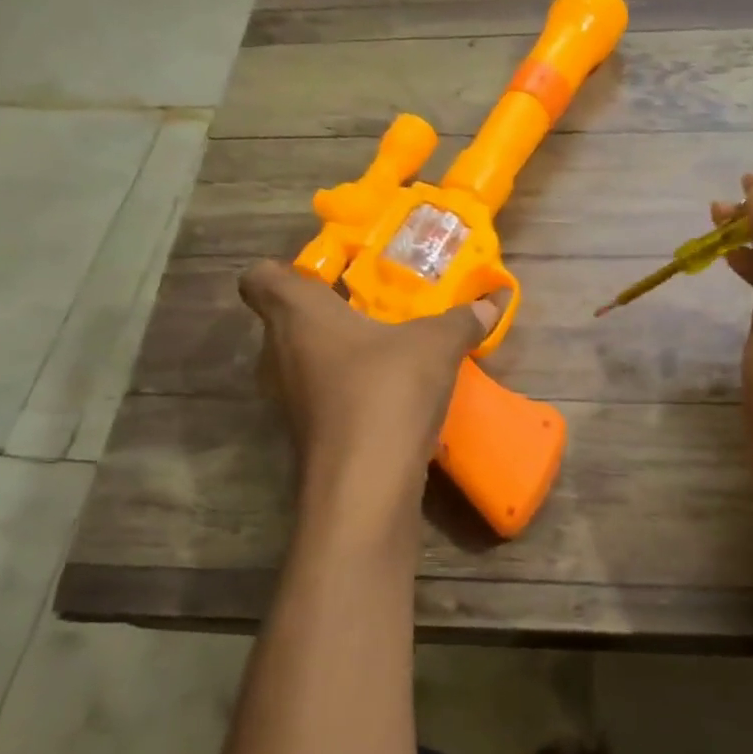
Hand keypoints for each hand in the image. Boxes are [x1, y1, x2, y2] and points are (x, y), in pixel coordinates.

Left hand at [238, 261, 498, 490]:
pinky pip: (323, 397)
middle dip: (327, 312)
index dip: (285, 269)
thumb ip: (461, 319)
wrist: (366, 484)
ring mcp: (288, 399)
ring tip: (388, 351)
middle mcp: (279, 353)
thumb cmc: (387, 390)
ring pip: (306, 362)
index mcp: (297, 315)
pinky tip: (391, 396)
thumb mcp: (436, 345)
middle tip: (372, 308)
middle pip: (287, 320)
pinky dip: (348, 392)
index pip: (259, 278)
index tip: (327, 274)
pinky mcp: (305, 436)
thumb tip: (492, 300)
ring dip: (340, 355)